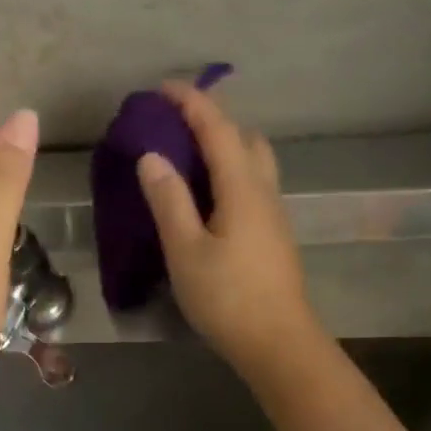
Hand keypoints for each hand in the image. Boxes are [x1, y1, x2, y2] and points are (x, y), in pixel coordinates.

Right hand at [137, 81, 322, 380]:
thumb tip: (152, 156)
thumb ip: (169, 201)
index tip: (162, 87)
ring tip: (188, 156)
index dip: (191, 103)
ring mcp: (273, 214)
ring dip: (224, 146)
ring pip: (254, 162)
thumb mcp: (186, 251)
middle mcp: (264, 192)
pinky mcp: (273, 234)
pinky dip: (229, 171)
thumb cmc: (228, 298)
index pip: (218, 129)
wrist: (278, 343)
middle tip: (175, 123)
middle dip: (212, 120)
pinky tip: (208, 195)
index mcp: (242, 188)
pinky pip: (252, 184)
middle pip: (244, 139)